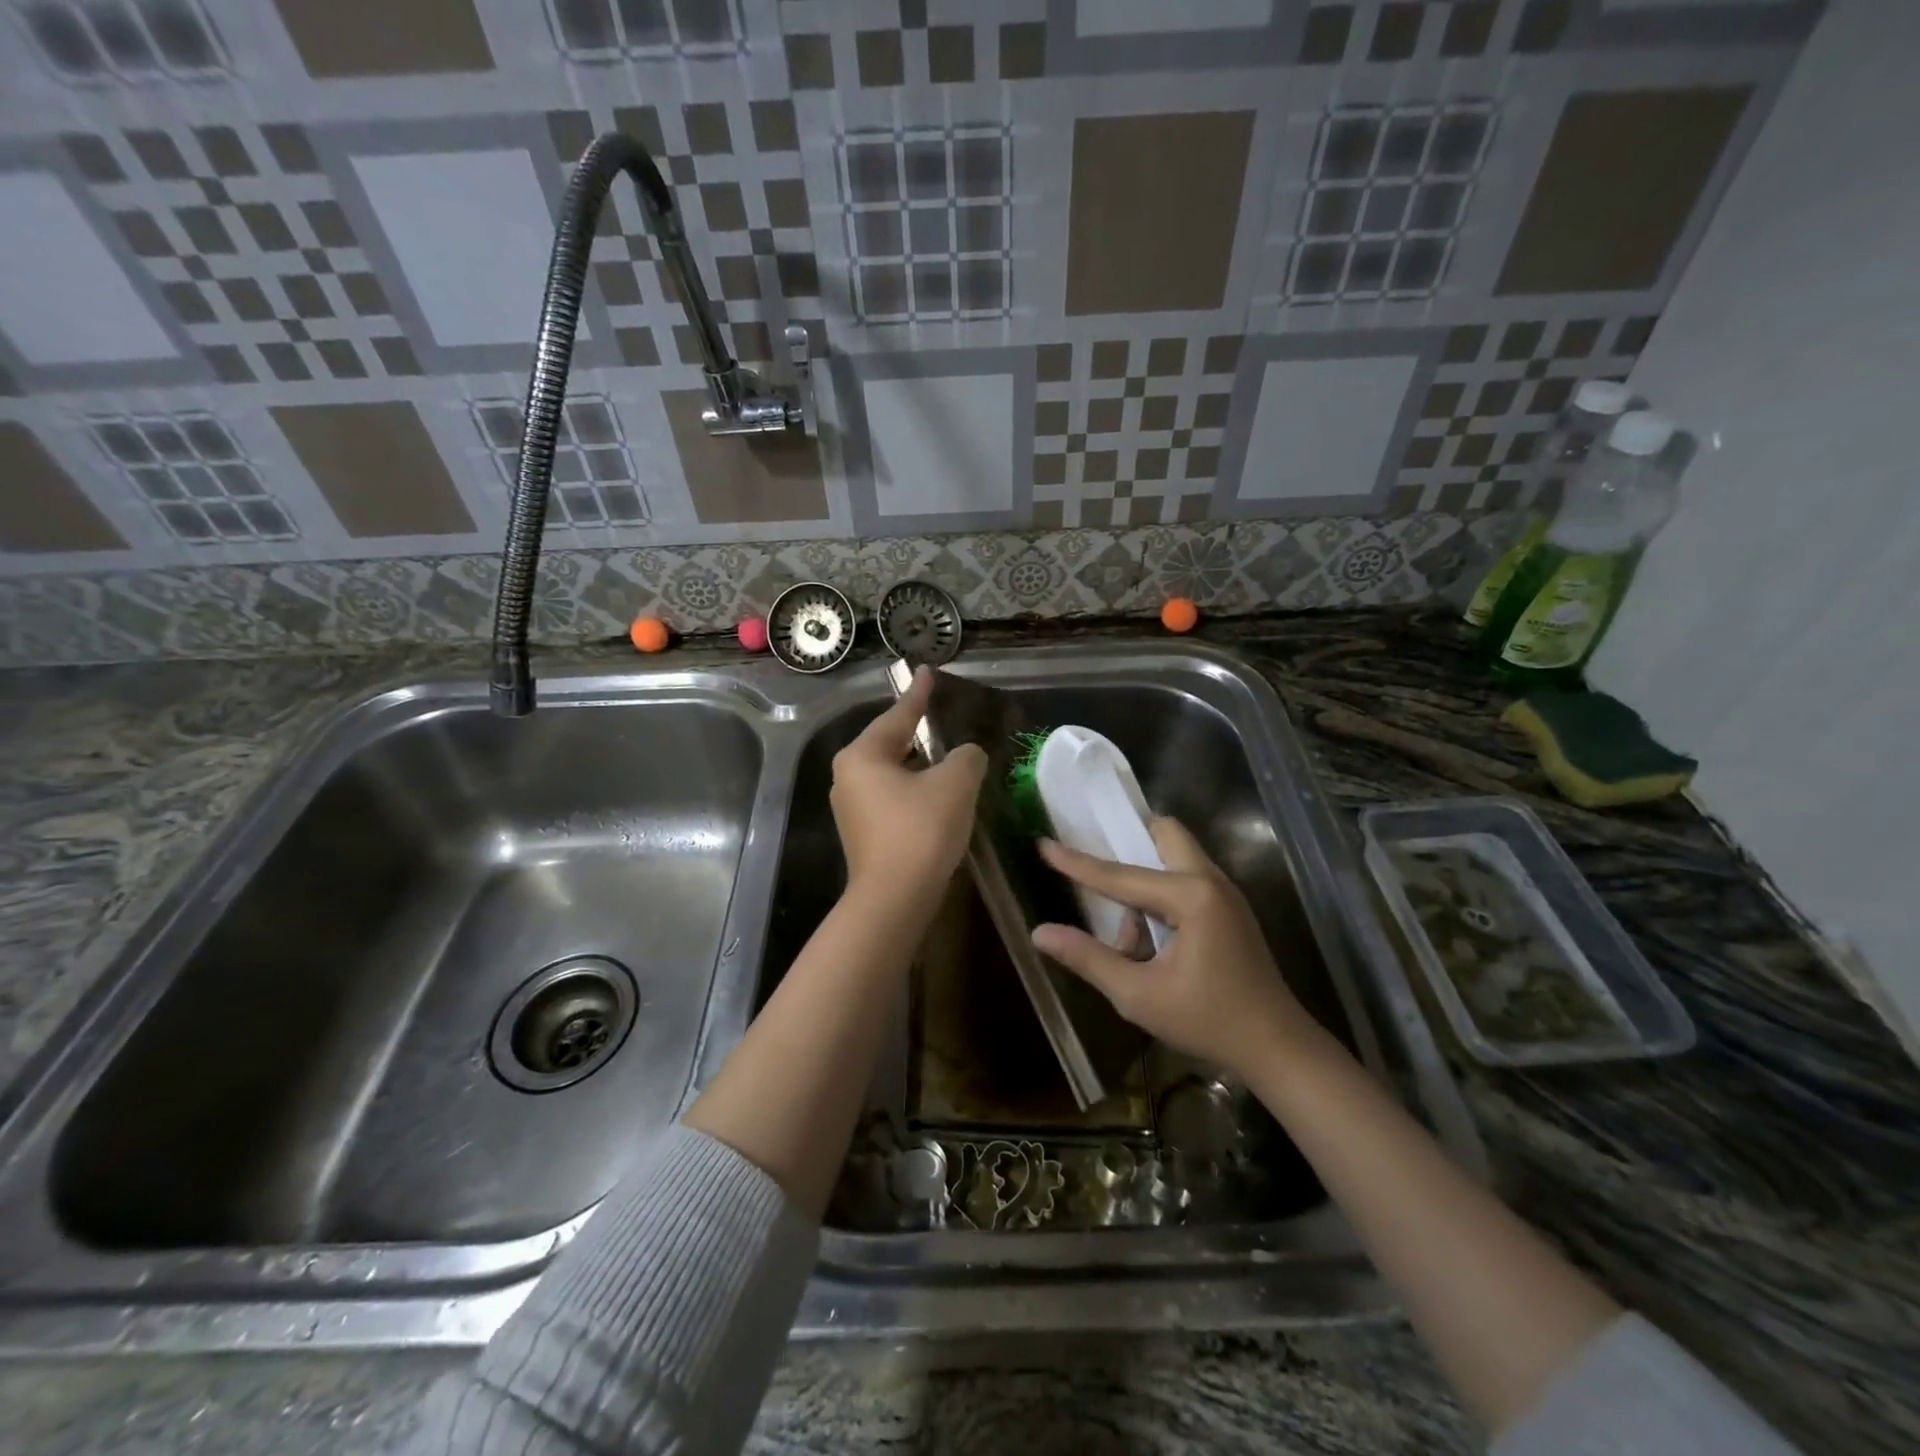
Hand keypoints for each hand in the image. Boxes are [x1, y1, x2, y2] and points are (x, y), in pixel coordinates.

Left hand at [831, 666, 985, 901]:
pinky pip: (892, 798)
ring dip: (919, 765)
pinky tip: (937, 795)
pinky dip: (915, 791)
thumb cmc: (920, 830)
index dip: (919, 694)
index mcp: (863, 755)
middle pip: (890, 743)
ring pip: (892, 773)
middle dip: (918, 731)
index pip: (898, 715)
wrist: (894, 899)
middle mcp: (848, 776)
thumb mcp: (954, 784)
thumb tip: (967, 755)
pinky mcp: (863, 834)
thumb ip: (966, 757)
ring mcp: (852, 808)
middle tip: (941, 714)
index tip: (927, 672)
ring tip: (946, 755)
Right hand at [1033, 819, 1322, 1078]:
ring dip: (1145, 881)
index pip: (1121, 875)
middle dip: (1129, 842)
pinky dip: (1162, 895)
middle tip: (1098, 867)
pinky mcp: (1230, 909)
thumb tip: (1040, 933)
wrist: (1277, 1048)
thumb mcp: (1138, 996)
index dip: (1077, 863)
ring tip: (1131, 940)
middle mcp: (1211, 881)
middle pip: (1164, 834)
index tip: (1044, 844)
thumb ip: (1088, 958)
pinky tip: (1152, 941)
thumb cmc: (1208, 1021)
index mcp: (1191, 897)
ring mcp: (1226, 893)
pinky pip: (1187, 880)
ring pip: (1175, 857)